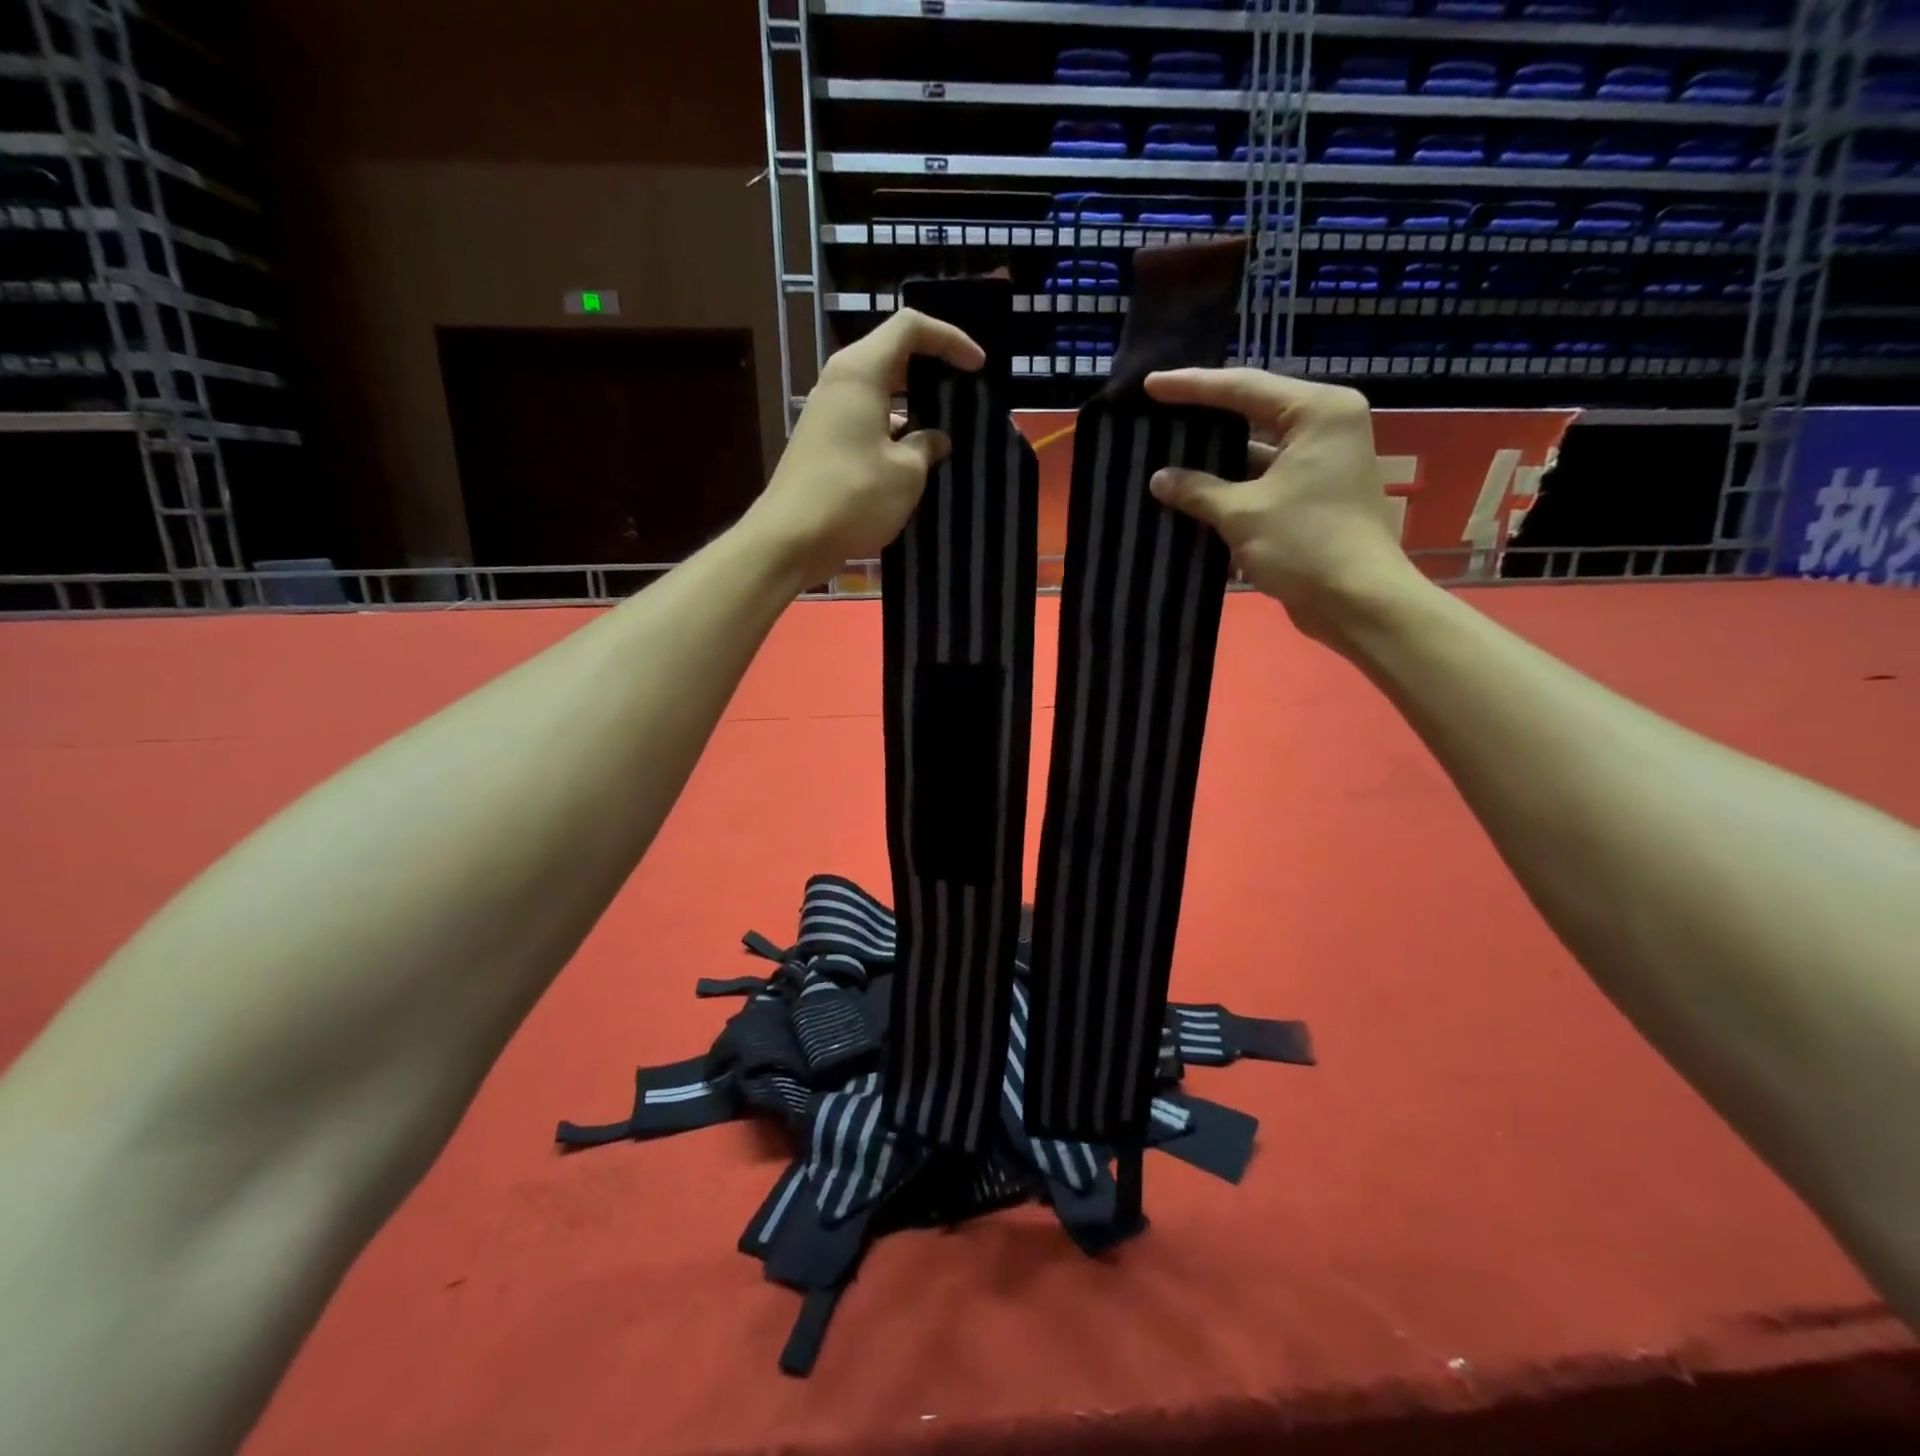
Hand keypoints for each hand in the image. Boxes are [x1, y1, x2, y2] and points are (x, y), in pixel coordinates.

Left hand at [747, 309, 984, 586]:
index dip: (949, 338)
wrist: (790, 539)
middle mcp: (839, 383)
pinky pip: (866, 422)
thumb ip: (927, 446)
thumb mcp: (906, 473)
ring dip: (913, 406)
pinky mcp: (822, 444)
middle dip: (931, 370)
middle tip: (963, 393)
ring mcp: (827, 415)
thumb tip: (936, 439)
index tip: (977, 366)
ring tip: (945, 431)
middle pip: (892, 356)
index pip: (909, 327)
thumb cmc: (853, 497)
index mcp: (860, 372)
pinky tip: (914, 461)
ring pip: (878, 393)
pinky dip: (893, 431)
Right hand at [1143, 368, 1423, 644]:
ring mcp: (1320, 461)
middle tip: (1156, 411)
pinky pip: (1262, 478)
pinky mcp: (1312, 494)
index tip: (1150, 385)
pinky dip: (1230, 485)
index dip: (1192, 386)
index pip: (1243, 387)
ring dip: (1214, 457)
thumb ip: (1197, 490)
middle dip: (1203, 417)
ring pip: (1255, 449)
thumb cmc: (1305, 545)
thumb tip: (1158, 478)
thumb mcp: (1242, 514)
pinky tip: (1191, 489)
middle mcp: (1324, 426)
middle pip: (1252, 411)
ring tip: (1166, 451)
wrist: (1358, 602)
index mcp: (1317, 412)